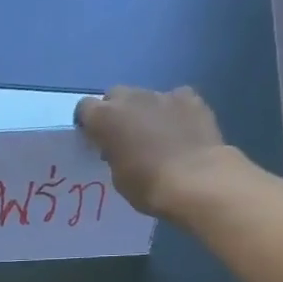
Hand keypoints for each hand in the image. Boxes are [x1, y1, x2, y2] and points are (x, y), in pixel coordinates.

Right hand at [74, 85, 237, 218]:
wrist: (197, 181)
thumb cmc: (148, 186)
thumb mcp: (117, 176)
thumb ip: (112, 153)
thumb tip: (119, 147)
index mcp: (105, 118)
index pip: (85, 108)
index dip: (88, 123)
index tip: (95, 140)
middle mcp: (130, 98)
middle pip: (115, 95)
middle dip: (116, 112)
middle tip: (124, 136)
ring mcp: (162, 95)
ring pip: (145, 96)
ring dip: (145, 111)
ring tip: (156, 135)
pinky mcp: (190, 98)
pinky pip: (175, 98)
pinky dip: (174, 111)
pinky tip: (181, 129)